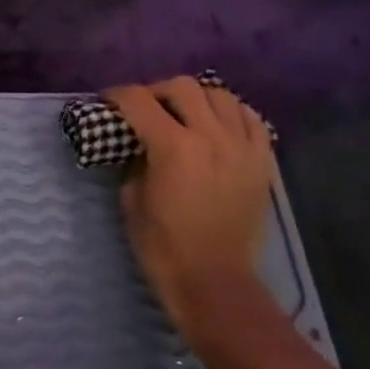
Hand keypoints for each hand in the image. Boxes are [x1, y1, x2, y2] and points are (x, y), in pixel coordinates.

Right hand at [104, 77, 275, 343]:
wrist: (215, 282)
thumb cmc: (163, 246)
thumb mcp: (132, 200)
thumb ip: (135, 161)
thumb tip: (138, 144)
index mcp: (173, 147)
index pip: (138, 100)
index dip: (117, 95)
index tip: (108, 101)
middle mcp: (211, 137)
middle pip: (182, 87)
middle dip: (157, 91)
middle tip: (146, 108)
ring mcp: (242, 147)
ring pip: (220, 95)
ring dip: (196, 98)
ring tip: (185, 114)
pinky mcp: (262, 161)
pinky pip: (250, 119)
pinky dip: (231, 113)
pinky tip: (218, 125)